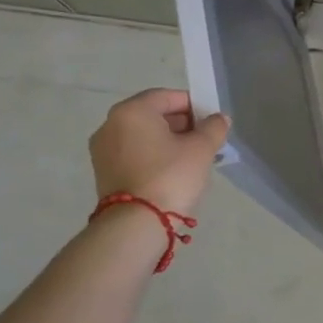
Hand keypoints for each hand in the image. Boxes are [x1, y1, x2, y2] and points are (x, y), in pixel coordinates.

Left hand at [88, 88, 230, 216]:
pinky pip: (133, 153)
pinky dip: (153, 155)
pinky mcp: (103, 173)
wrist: (136, 225)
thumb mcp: (202, 148)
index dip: (194, 105)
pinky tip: (173, 171)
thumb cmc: (170, 176)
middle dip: (181, 124)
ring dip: (168, 141)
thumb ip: (214, 127)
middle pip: (153, 115)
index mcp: (132, 111)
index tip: (211, 121)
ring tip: (192, 158)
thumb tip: (218, 119)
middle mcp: (111, 125)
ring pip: (143, 136)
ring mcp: (103, 150)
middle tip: (205, 140)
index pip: (167, 97)